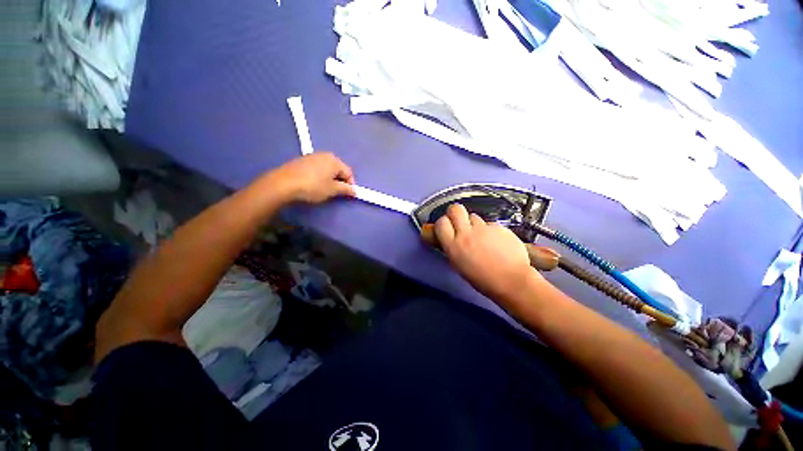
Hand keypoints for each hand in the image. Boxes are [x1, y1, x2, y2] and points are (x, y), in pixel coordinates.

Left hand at [266, 153, 355, 203]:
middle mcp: (325, 155)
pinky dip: (320, 175)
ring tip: (325, 189)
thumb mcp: (332, 190)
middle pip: (338, 168)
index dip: (351, 184)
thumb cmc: (313, 187)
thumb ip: (346, 189)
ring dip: (330, 178)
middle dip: (340, 180)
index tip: (349, 194)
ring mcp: (312, 156)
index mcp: (334, 160)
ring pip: (327, 168)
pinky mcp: (302, 160)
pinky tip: (314, 184)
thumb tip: (354, 190)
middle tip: (337, 192)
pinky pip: (317, 168)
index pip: (349, 172)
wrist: (284, 184)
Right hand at [435, 203, 541, 301]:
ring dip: (474, 224)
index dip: (443, 223)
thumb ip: (453, 247)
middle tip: (460, 222)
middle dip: (455, 213)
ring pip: (473, 216)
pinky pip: (489, 224)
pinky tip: (496, 242)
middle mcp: (466, 233)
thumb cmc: (482, 279)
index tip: (447, 227)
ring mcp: (484, 228)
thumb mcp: (459, 265)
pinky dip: (490, 231)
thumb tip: (451, 238)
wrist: (512, 280)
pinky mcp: (499, 226)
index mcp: (453, 246)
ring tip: (481, 236)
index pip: (441, 223)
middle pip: (455, 209)